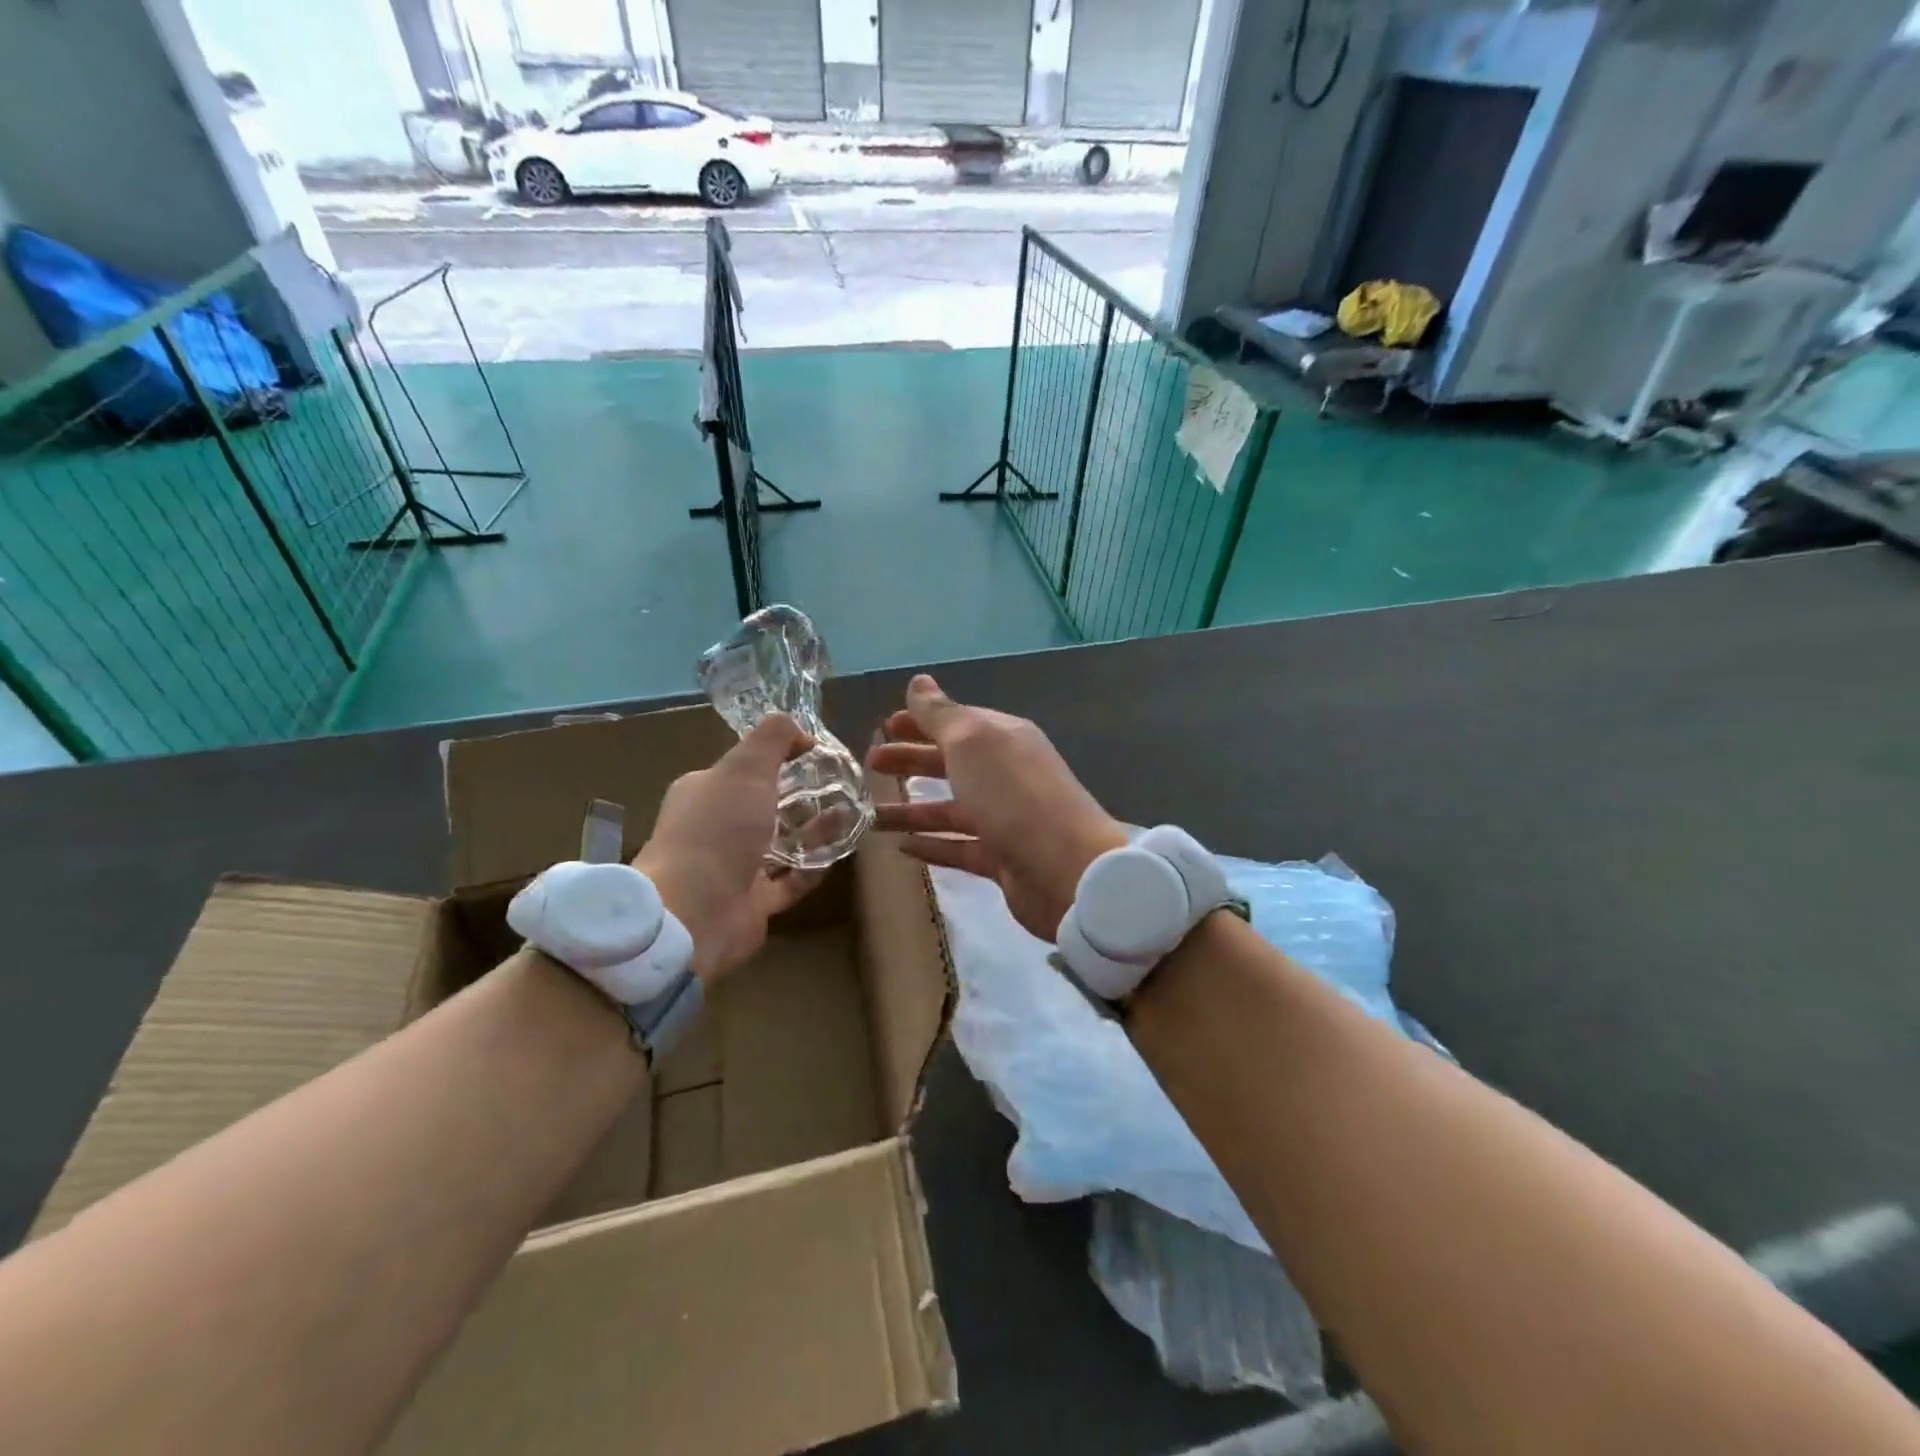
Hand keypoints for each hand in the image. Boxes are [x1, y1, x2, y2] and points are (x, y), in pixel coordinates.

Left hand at [634, 714, 820, 981]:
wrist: (695, 911)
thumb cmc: (718, 829)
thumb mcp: (746, 767)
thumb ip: (773, 738)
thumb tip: (799, 731)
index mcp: (706, 791)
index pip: (746, 768)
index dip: (781, 756)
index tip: (819, 753)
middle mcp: (717, 827)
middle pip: (766, 805)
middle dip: (803, 795)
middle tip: (843, 786)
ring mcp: (735, 867)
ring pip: (781, 843)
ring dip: (814, 829)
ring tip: (850, 814)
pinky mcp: (754, 901)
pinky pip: (791, 879)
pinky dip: (814, 866)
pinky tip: (840, 852)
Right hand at [866, 675, 1126, 941]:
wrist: (1066, 868)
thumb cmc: (1013, 794)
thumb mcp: (972, 742)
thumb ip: (941, 714)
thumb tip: (919, 681)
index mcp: (1003, 740)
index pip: (956, 723)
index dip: (920, 723)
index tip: (884, 726)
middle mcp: (1005, 775)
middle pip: (950, 764)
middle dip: (911, 761)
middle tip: (870, 764)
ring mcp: (1004, 818)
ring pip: (950, 809)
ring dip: (911, 809)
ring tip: (870, 815)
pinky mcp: (1001, 858)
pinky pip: (958, 848)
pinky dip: (931, 845)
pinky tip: (901, 848)